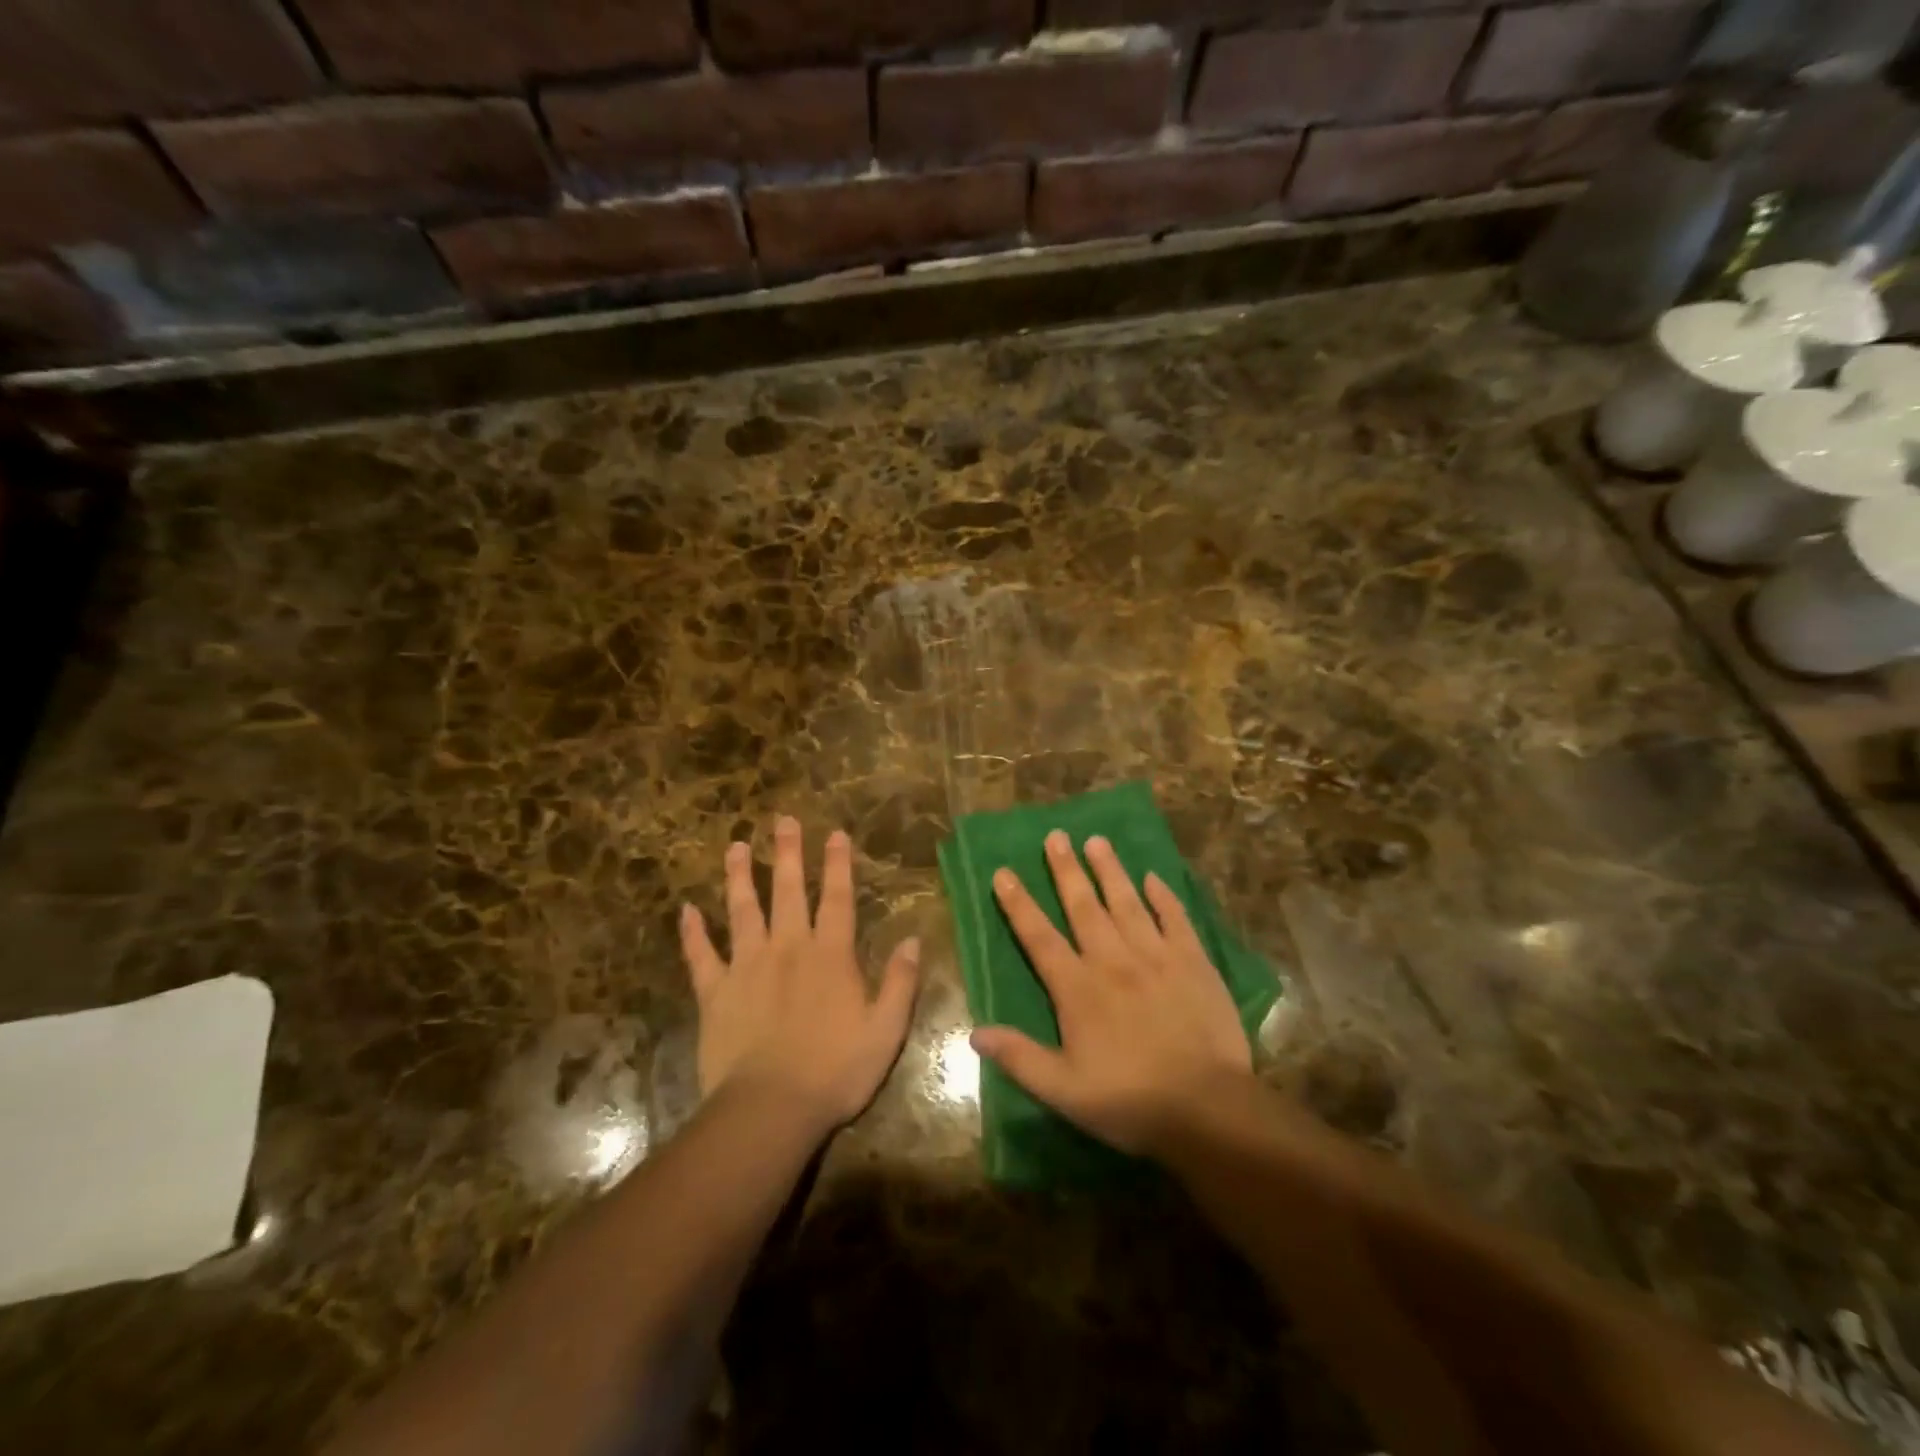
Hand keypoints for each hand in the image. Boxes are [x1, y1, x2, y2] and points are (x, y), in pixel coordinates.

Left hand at [681, 817, 920, 1131]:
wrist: (771, 1108)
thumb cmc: (836, 1070)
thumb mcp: (886, 1030)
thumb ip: (900, 982)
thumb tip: (914, 940)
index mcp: (830, 956)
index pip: (837, 899)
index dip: (838, 865)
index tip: (835, 834)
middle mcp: (788, 948)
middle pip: (787, 891)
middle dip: (787, 853)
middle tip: (781, 820)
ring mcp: (747, 967)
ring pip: (742, 911)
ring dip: (739, 877)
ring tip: (736, 846)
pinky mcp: (715, 992)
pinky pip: (701, 956)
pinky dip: (692, 932)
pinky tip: (685, 910)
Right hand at [971, 830, 1251, 1155]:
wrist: (1208, 1108)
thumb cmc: (1130, 1101)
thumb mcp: (1064, 1090)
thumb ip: (1020, 1057)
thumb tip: (975, 1033)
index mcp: (1078, 989)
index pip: (1040, 937)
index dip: (1019, 905)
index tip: (1004, 872)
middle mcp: (1113, 961)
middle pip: (1084, 907)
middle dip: (1066, 870)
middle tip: (1056, 836)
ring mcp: (1156, 957)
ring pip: (1127, 903)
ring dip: (1110, 870)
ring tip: (1097, 840)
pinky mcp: (1194, 963)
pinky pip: (1175, 919)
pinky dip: (1163, 897)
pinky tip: (1154, 878)